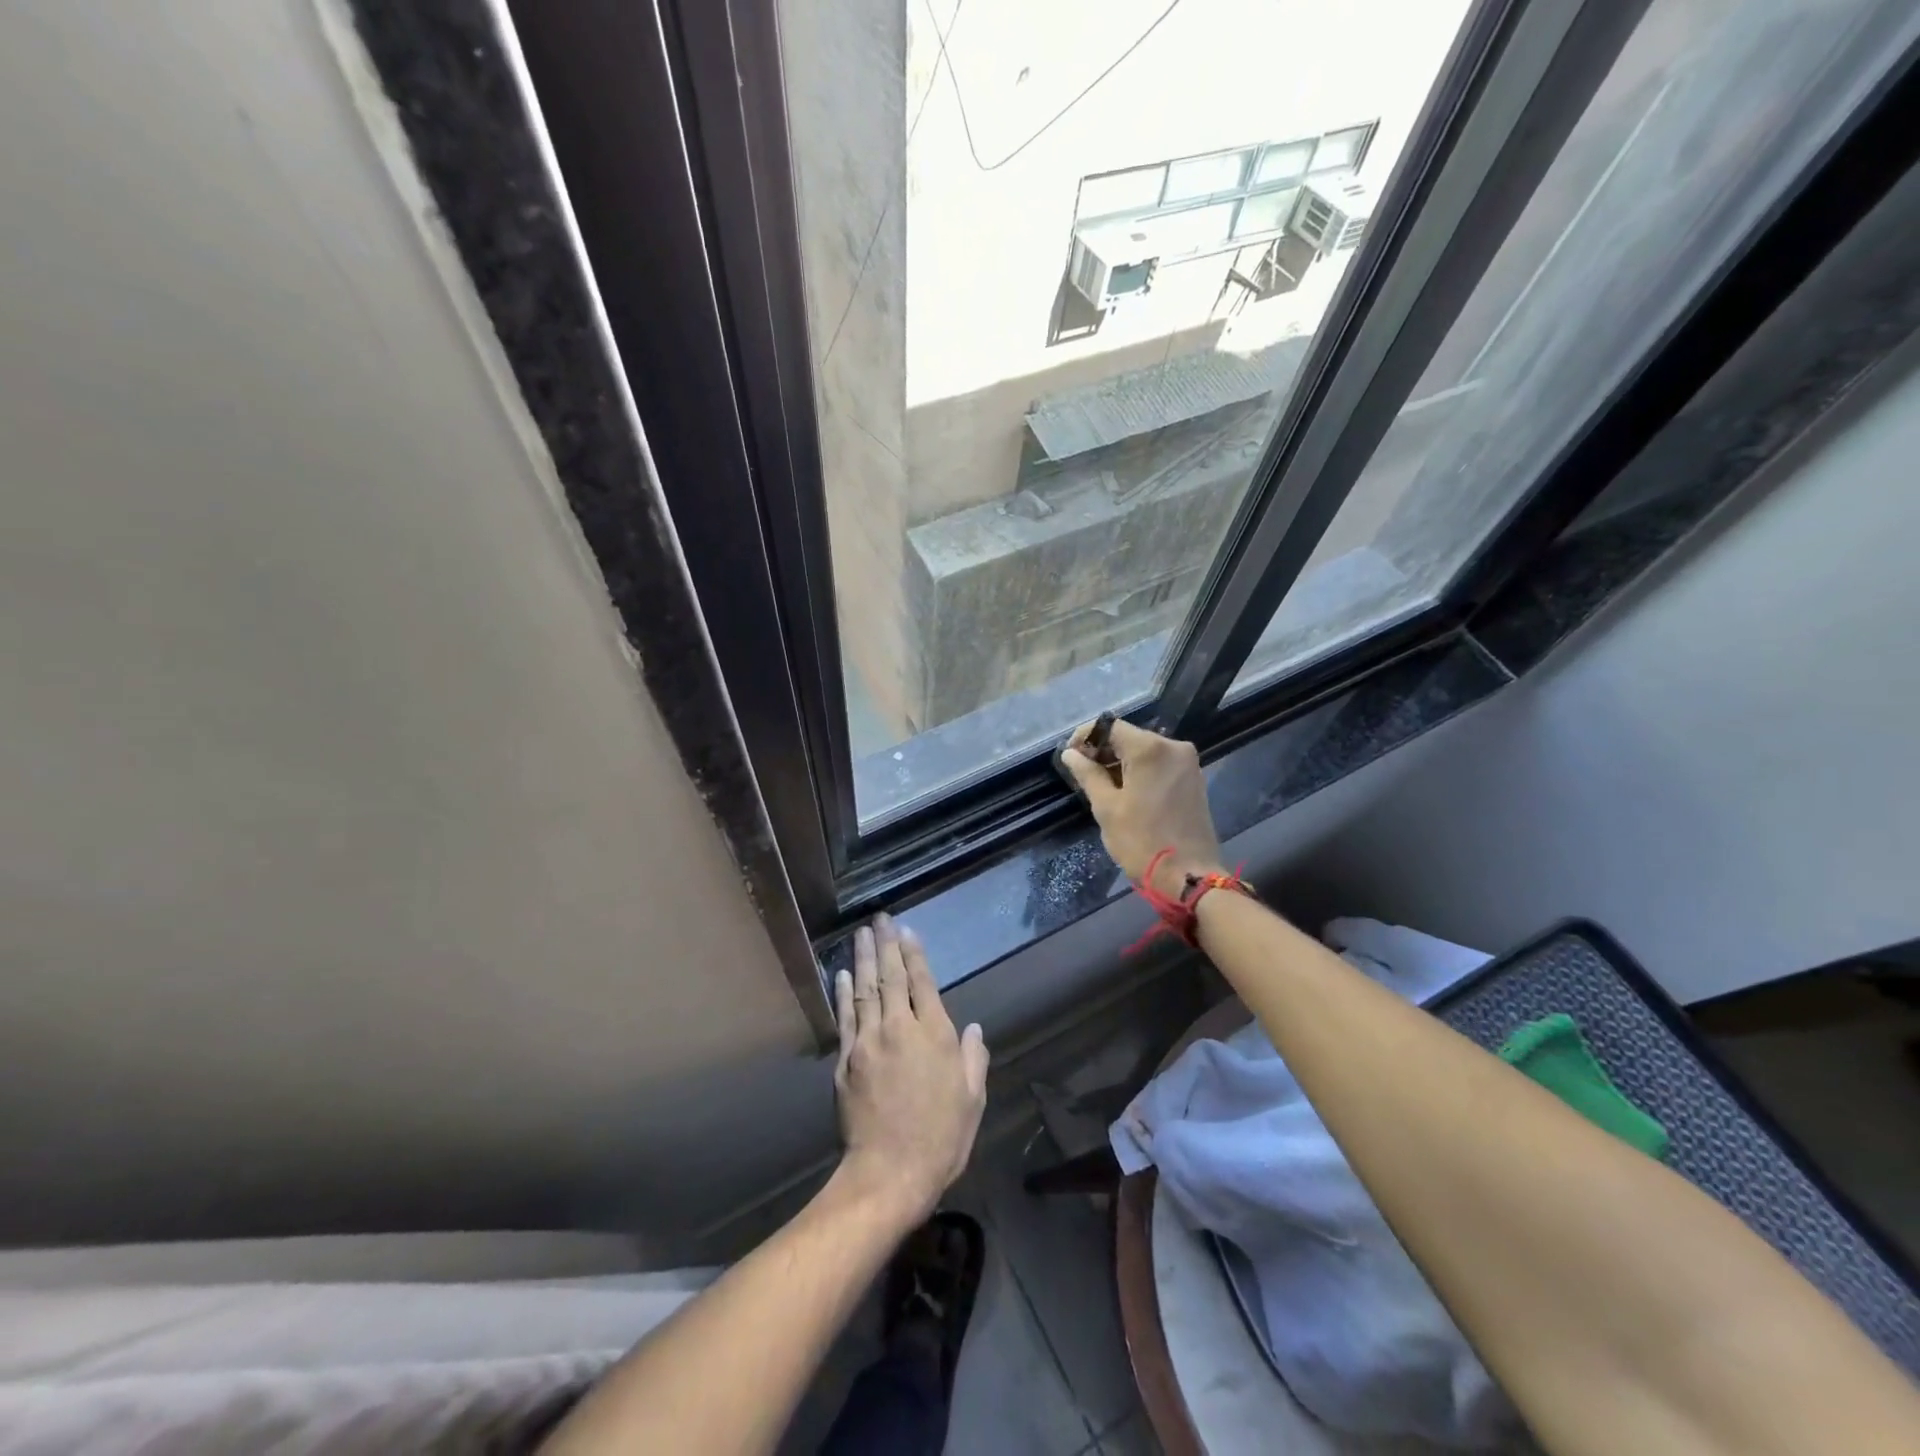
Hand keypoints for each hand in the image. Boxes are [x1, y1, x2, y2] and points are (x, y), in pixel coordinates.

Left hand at [833, 915, 989, 1224]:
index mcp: (934, 1035)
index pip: (922, 983)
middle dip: (886, 945)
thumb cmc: (940, 1138)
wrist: (889, 1173)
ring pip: (865, 989)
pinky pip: (845, 1017)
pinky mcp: (845, 1060)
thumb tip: (971, 1028)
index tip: (907, 931)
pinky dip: (844, 992)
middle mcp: (899, 1029)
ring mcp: (868, 1042)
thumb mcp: (972, 1100)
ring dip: (864, 958)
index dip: (914, 954)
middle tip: (880, 918)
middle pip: (891, 977)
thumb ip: (972, 1058)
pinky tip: (842, 974)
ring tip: (862, 933)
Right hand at [1062, 720, 1222, 896]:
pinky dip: (1139, 772)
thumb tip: (1070, 754)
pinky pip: (1159, 764)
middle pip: (1129, 737)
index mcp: (1150, 748)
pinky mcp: (1193, 779)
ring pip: (1144, 751)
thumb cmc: (1141, 841)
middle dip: (1103, 751)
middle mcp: (1173, 746)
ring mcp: (1187, 763)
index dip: (1086, 737)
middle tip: (1081, 774)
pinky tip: (1125, 792)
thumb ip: (1088, 774)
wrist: (1189, 876)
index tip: (1070, 756)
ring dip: (1120, 763)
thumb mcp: (1106, 807)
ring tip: (1100, 786)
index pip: (1110, 726)